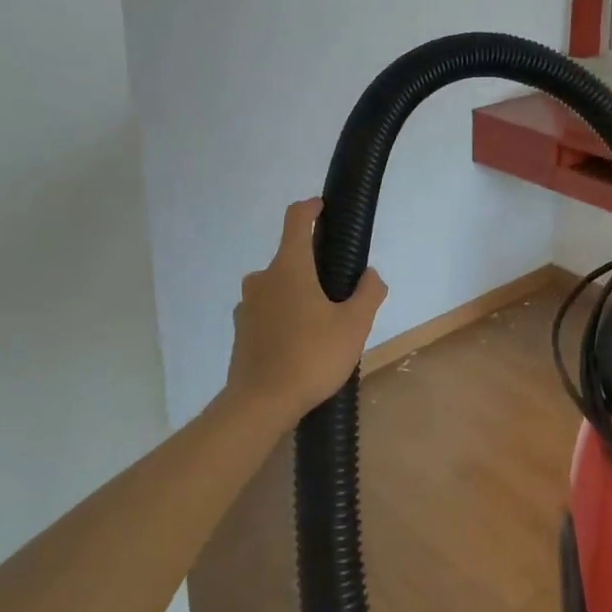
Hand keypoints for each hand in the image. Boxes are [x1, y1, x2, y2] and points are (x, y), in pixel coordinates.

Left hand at [225, 199, 387, 427]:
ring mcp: (248, 305)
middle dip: (314, 264)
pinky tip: (301, 342)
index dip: (311, 207)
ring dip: (299, 292)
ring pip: (278, 285)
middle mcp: (263, 278)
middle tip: (340, 289)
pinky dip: (284, 315)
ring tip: (322, 321)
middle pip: (290, 256)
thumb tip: (370, 275)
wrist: (260, 404)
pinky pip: (268, 310)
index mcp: (290, 267)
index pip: (297, 219)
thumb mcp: (355, 325)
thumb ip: (368, 294)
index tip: (324, 207)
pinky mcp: (241, 330)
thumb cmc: (311, 356)